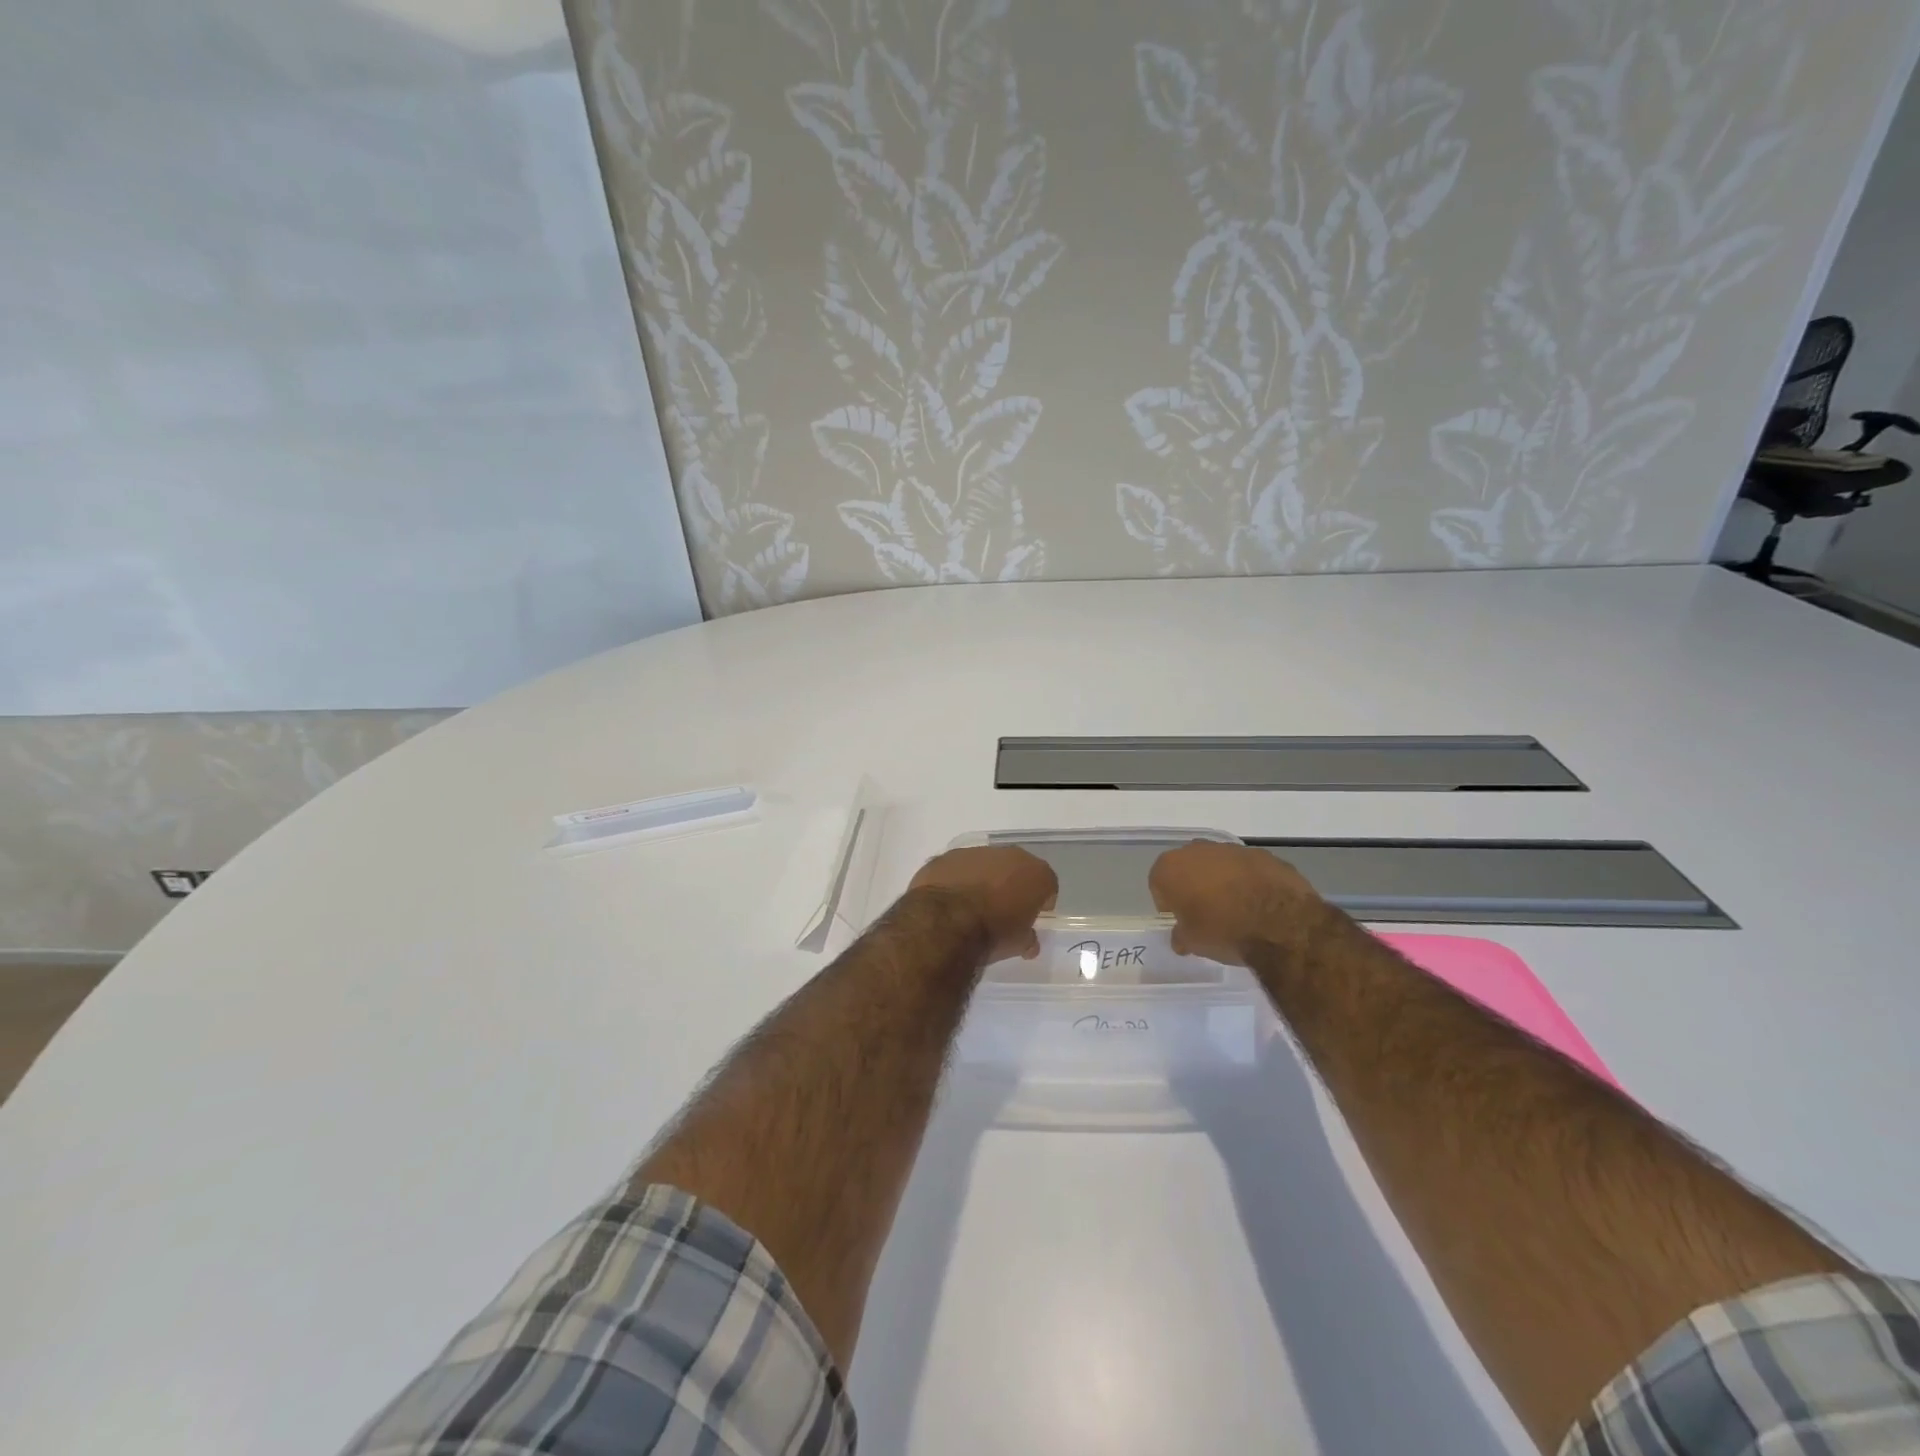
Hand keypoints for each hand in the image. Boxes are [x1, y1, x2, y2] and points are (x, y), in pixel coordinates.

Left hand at [907, 846, 1058, 961]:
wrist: (945, 922)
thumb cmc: (993, 932)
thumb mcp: (1018, 943)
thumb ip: (1028, 937)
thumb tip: (1029, 942)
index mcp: (1034, 873)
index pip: (1047, 884)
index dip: (1042, 900)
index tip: (1034, 915)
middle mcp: (1009, 855)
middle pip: (1016, 868)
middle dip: (1013, 885)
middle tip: (1004, 908)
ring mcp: (975, 852)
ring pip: (985, 864)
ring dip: (983, 880)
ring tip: (973, 904)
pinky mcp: (947, 857)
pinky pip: (958, 868)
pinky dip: (957, 880)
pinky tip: (950, 900)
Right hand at [1149, 840, 1326, 963]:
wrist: (1282, 923)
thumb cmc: (1224, 931)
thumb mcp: (1193, 943)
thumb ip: (1181, 936)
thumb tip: (1181, 937)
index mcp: (1171, 867)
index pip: (1159, 884)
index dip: (1169, 905)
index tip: (1183, 922)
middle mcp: (1197, 849)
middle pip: (1188, 869)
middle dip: (1194, 887)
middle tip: (1207, 915)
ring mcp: (1232, 849)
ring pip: (1219, 865)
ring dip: (1223, 882)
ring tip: (1238, 911)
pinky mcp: (1263, 854)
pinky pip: (1247, 869)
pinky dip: (1249, 882)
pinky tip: (1261, 905)